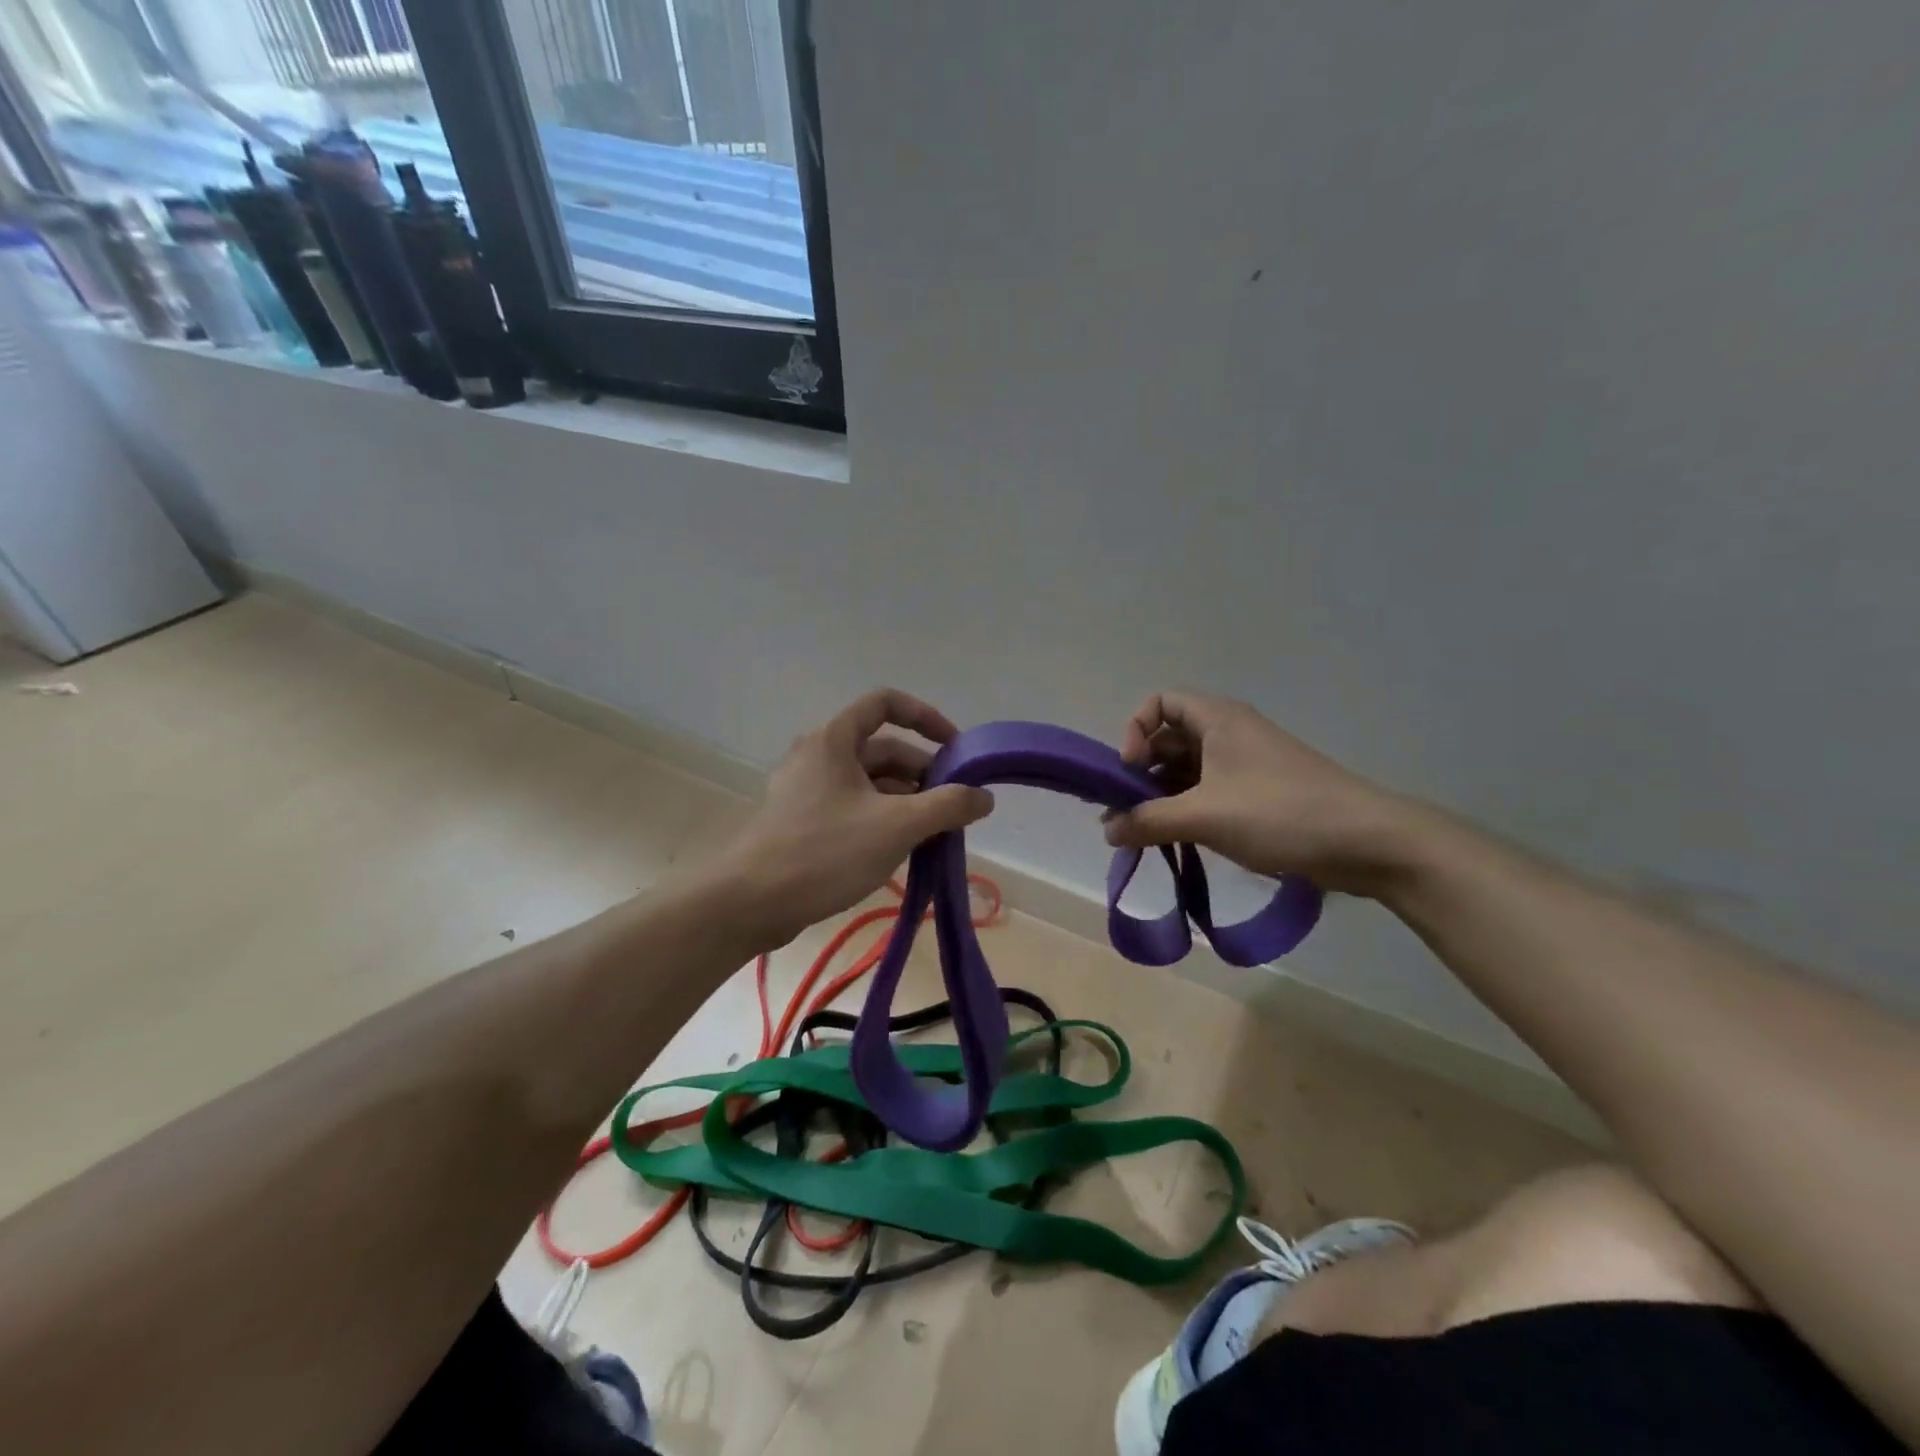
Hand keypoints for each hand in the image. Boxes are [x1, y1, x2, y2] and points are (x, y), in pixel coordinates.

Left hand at [715, 689, 994, 947]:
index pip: (886, 703)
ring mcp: (807, 790)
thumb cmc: (824, 852)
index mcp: (834, 740)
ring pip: (869, 783)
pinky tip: (901, 851)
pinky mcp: (802, 822)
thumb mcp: (897, 826)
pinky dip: (882, 819)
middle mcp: (818, 756)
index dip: (926, 717)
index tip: (955, 749)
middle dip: (923, 774)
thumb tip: (984, 797)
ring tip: (934, 834)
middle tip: (953, 807)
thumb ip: (947, 806)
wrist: (749, 903)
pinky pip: (852, 808)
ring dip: (905, 801)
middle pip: (882, 749)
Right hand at [1103, 692, 1418, 895]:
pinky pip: (1209, 792)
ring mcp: (1246, 764)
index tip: (1131, 771)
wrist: (1366, 842)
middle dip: (1142, 772)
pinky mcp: (1260, 794)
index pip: (1159, 703)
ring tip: (1143, 833)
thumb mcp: (1203, 816)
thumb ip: (1147, 820)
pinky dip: (1187, 810)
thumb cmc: (1279, 813)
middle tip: (1126, 812)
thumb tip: (1107, 831)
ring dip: (1161, 796)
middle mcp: (1230, 733)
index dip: (1136, 731)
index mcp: (1217, 719)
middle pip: (1169, 738)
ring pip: (1188, 770)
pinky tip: (1176, 840)